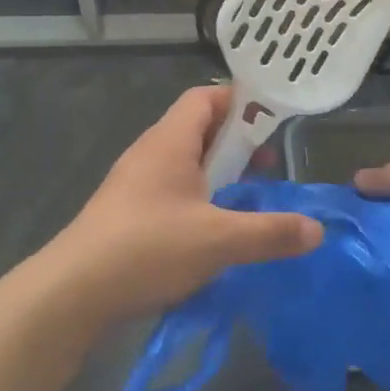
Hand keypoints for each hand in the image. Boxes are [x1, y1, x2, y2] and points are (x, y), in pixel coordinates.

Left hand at [41, 86, 322, 328]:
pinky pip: (171, 189)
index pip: (205, 98)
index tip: (273, 120)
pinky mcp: (127, 212)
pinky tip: (213, 230)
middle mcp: (151, 152)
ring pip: (185, 162)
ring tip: (247, 196)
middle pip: (197, 128)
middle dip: (236, 142)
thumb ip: (270, 233)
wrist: (72, 293)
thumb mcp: (218, 241)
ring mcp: (135, 182)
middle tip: (268, 163)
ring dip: (217, 173)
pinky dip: (198, 197)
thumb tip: (317, 230)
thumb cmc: (147, 248)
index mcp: (170, 141)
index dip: (240, 101)